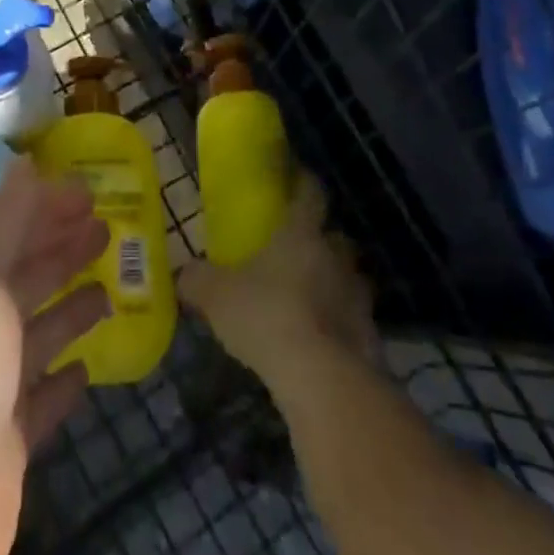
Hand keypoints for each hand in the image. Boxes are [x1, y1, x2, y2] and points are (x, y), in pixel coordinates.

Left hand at [0, 158, 108, 554]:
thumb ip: (3, 220)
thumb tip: (23, 162)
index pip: (1, 229)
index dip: (43, 206)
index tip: (90, 192)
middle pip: (21, 277)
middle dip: (61, 249)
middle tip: (108, 228)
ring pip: (35, 334)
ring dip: (70, 307)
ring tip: (112, 286)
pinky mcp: (4, 446)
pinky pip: (40, 402)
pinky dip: (62, 382)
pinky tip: (88, 368)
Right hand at [178, 174, 374, 383]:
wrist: (321, 377)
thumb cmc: (266, 316)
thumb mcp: (216, 295)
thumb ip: (197, 280)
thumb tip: (184, 273)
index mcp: (301, 234)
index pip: (310, 193)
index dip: (304, 182)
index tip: (296, 177)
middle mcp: (335, 256)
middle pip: (335, 237)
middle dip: (320, 241)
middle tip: (296, 252)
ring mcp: (358, 296)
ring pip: (348, 278)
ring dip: (333, 284)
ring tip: (307, 300)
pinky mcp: (369, 334)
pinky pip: (353, 319)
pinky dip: (339, 324)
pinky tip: (319, 341)